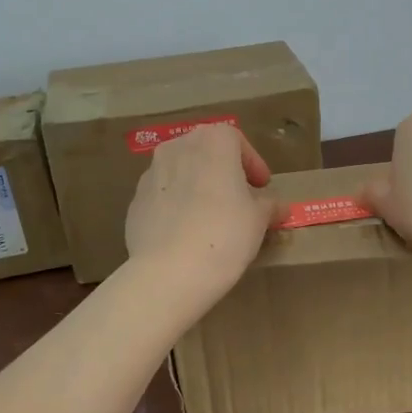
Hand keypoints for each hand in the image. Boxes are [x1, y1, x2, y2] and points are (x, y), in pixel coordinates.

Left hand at [124, 124, 276, 299]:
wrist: (167, 272)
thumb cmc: (224, 234)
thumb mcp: (259, 220)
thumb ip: (268, 205)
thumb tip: (276, 206)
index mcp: (211, 141)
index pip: (236, 140)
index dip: (252, 163)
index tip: (262, 187)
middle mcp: (177, 148)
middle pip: (206, 153)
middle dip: (224, 172)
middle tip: (240, 199)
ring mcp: (150, 174)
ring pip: (182, 173)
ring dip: (199, 187)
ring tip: (212, 218)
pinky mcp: (135, 202)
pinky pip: (164, 197)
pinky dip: (177, 206)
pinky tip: (187, 234)